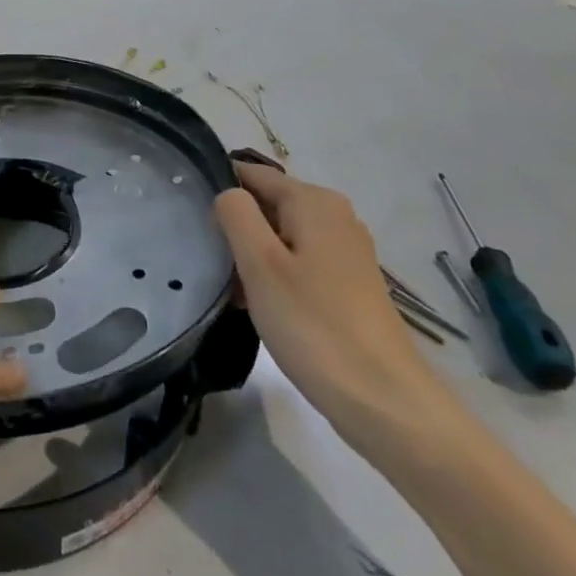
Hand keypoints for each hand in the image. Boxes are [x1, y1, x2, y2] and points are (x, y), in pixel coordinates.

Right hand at [215, 161, 458, 455]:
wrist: (385, 401)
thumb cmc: (314, 325)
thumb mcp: (260, 264)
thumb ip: (236, 214)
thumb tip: (228, 194)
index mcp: (314, 201)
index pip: (252, 174)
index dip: (219, 191)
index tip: (191, 220)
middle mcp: (334, 216)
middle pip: (267, 204)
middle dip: (235, 228)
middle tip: (210, 261)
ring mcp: (345, 251)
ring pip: (280, 236)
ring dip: (252, 256)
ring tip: (229, 288)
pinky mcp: (348, 284)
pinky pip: (297, 262)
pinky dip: (274, 276)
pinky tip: (259, 306)